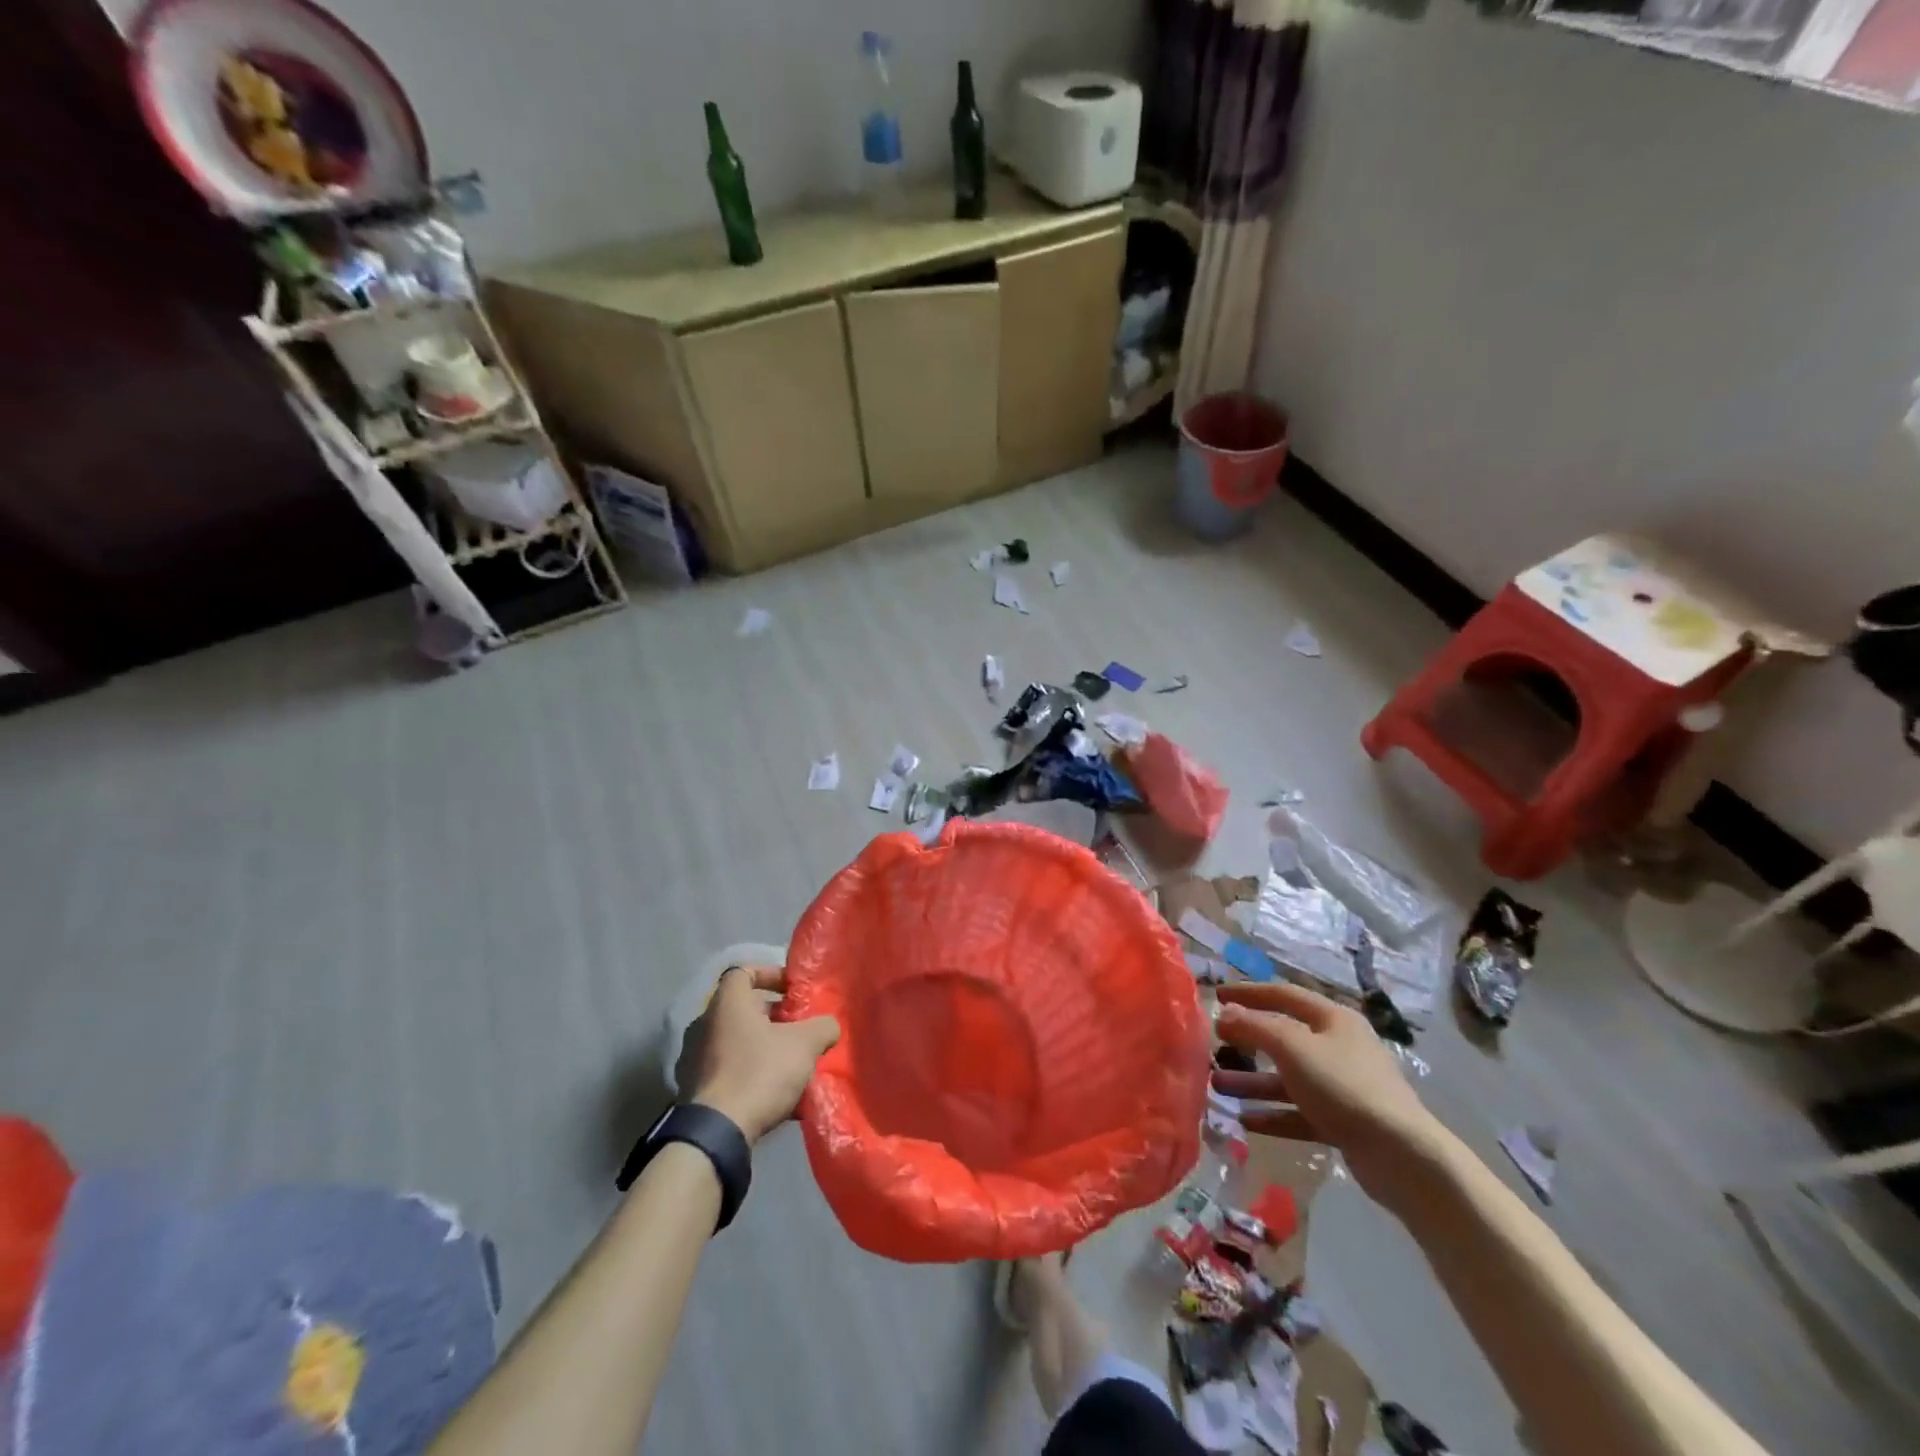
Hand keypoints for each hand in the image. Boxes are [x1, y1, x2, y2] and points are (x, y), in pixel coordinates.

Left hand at [680, 966, 839, 1144]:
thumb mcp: (805, 1044)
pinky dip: (751, 1076)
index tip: (792, 990)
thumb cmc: (760, 1072)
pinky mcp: (693, 1091)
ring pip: (737, 1043)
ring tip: (793, 1067)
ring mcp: (694, 1059)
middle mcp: (704, 1025)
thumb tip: (828, 1026)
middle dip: (775, 1018)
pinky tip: (777, 1098)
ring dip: (764, 1049)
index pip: (743, 971)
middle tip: (800, 1031)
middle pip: (743, 1010)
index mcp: (726, 1004)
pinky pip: (729, 1073)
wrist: (716, 1134)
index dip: (770, 974)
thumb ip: (822, 1026)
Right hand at [1212, 982, 1444, 1212]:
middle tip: (1214, 1043)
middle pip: (1284, 1037)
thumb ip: (1254, 1027)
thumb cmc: (1344, 1086)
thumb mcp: (1292, 1048)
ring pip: (1288, 1077)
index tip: (1217, 996)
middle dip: (1247, 1041)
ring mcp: (1343, 1086)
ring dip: (1252, 1081)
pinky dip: (1273, 1114)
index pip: (1283, 994)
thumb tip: (1225, 1013)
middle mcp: (1339, 1046)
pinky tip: (1244, 1121)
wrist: (1402, 1156)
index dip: (1249, 993)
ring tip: (1217, 1086)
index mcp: (1333, 1019)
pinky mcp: (1344, 1122)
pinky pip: (1299, 1111)